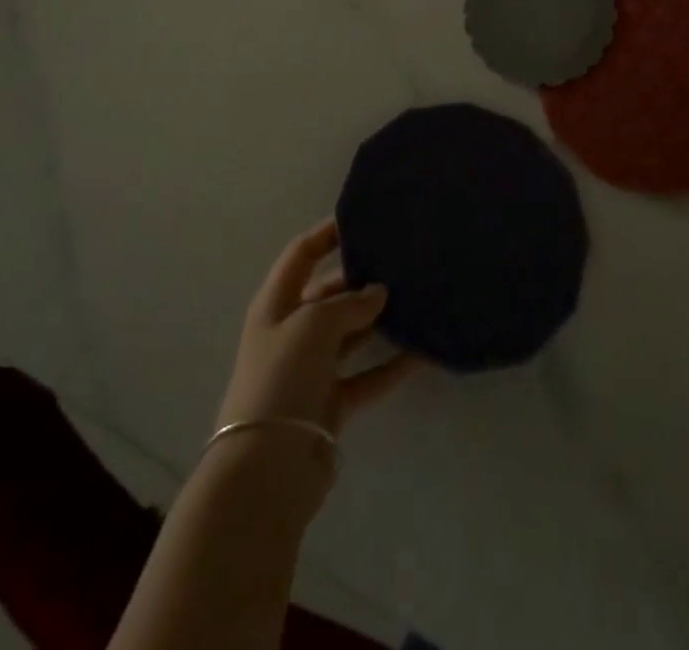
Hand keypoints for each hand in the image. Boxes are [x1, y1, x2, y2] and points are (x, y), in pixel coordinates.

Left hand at [217, 220, 420, 439]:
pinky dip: (391, 365)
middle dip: (360, 278)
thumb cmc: (281, 378)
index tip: (362, 219)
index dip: (327, 234)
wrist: (265, 469)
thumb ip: (347, 304)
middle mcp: (292, 330)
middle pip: (329, 293)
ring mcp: (312, 368)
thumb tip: (378, 293)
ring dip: (379, 319)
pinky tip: (422, 352)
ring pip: (351, 333)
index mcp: (276, 303)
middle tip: (401, 261)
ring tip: (417, 298)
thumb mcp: (311, 326)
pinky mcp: (332, 402)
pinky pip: (367, 375)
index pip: (301, 254)